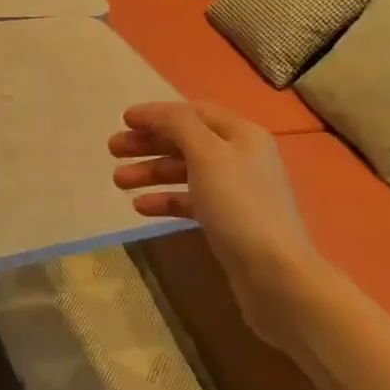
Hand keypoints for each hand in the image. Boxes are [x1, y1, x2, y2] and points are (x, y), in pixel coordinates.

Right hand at [109, 101, 318, 350]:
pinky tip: (140, 207)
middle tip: (113, 149)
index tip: (124, 120)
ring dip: (151, 172)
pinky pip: (191, 202)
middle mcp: (241, 158)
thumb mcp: (207, 154)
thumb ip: (178, 125)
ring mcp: (236, 192)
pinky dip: (166, 200)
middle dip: (149, 143)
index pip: (193, 112)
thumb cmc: (239, 206)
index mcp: (242, 135)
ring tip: (117, 180)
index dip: (158, 113)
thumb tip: (157, 113)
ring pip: (186, 172)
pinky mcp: (229, 223)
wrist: (276, 277)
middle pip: (187, 141)